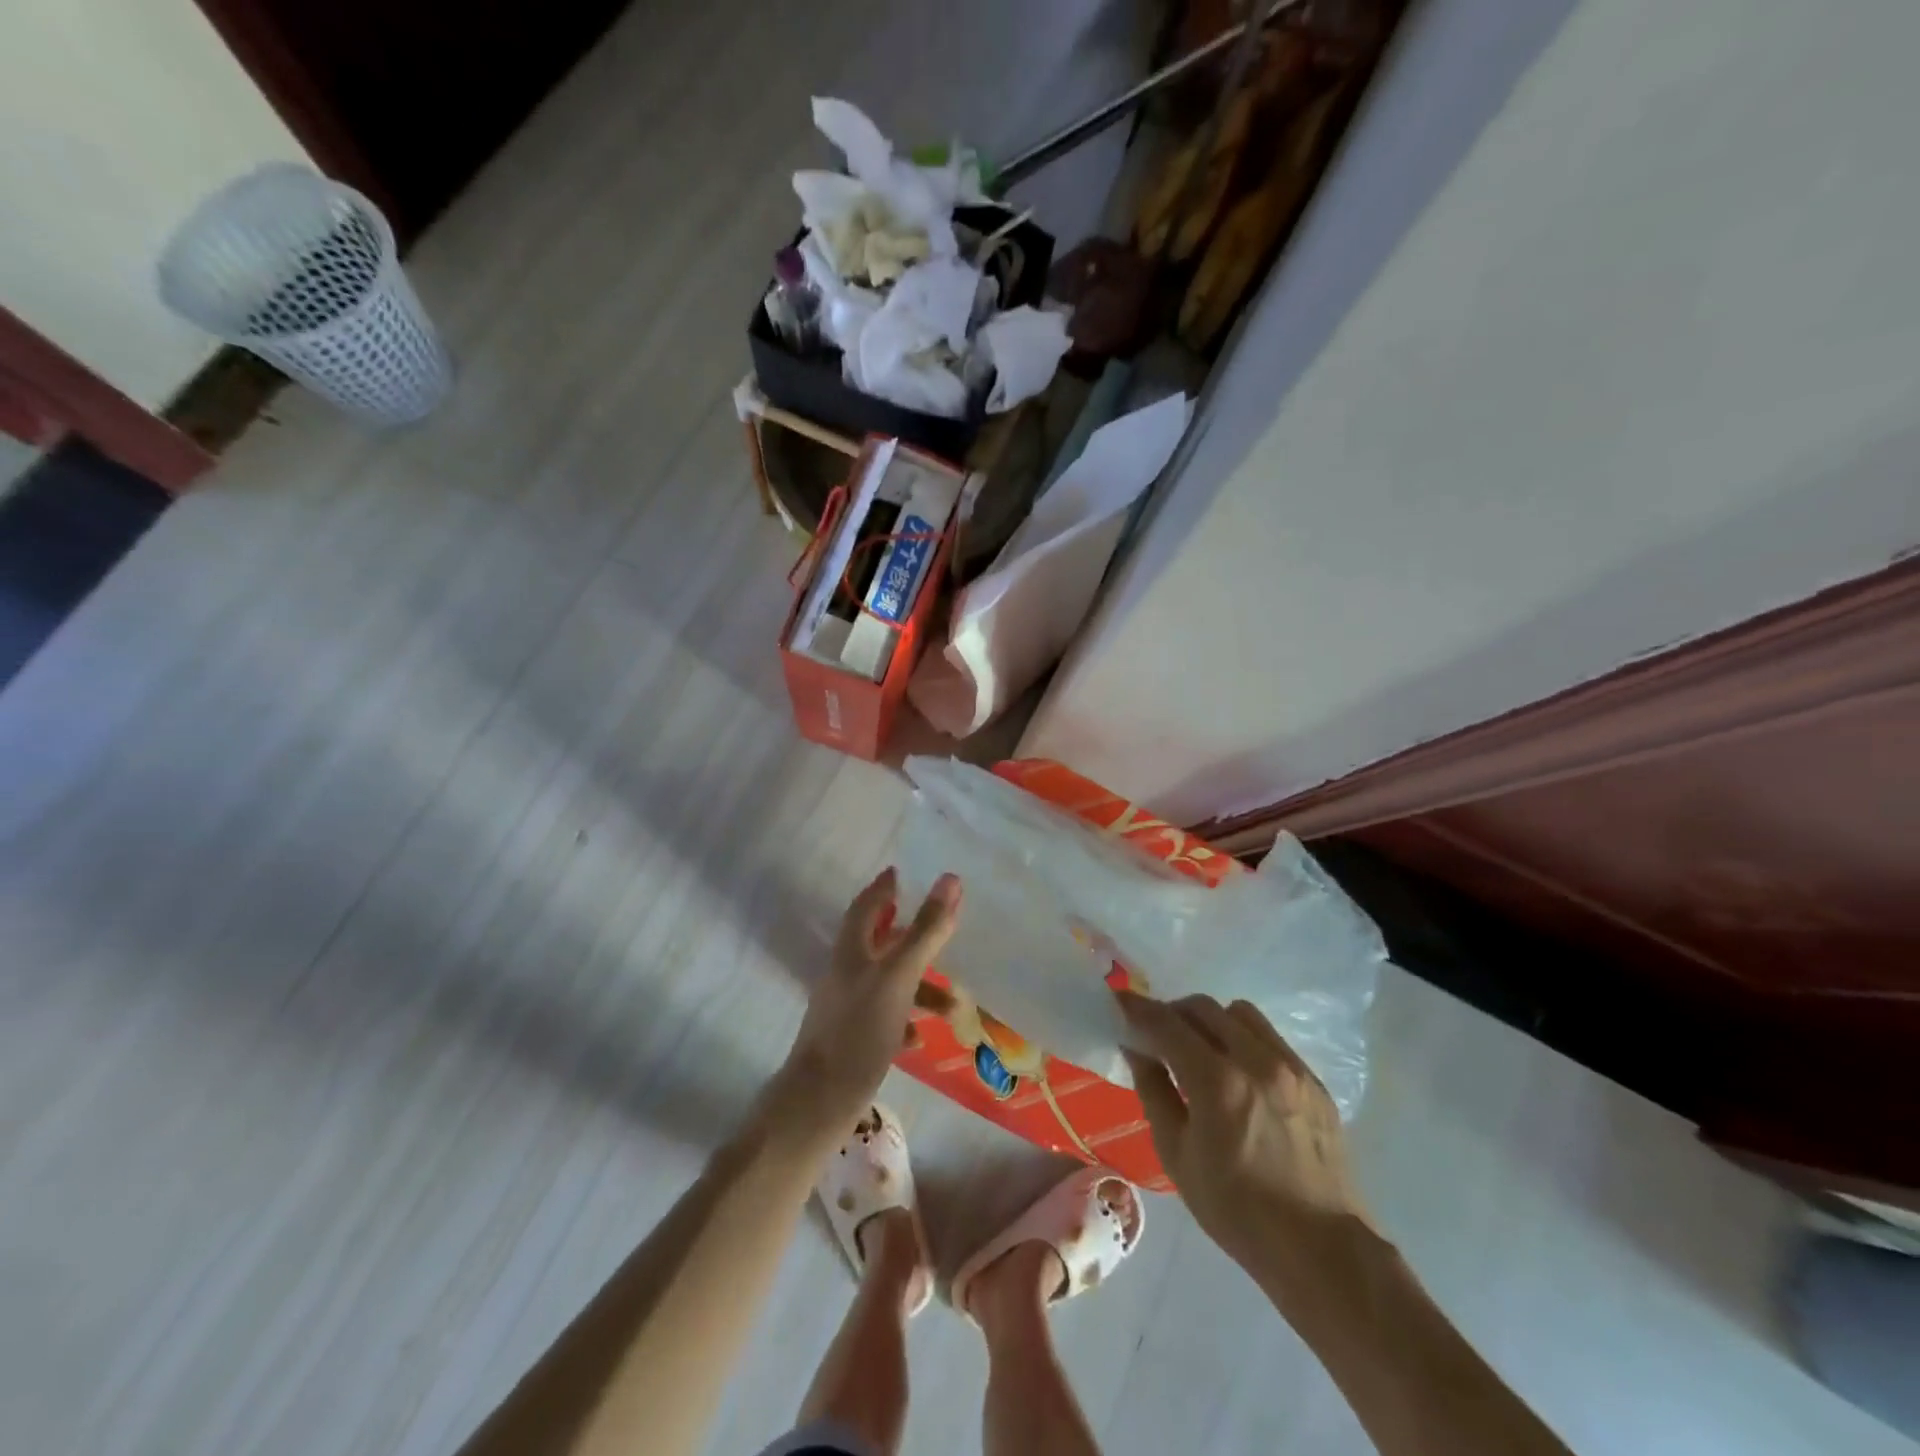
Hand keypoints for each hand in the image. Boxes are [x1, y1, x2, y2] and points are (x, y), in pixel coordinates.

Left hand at [776, 868, 961, 1134]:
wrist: (819, 1102)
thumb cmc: (860, 1030)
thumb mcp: (899, 976)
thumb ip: (925, 931)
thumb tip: (951, 879)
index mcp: (851, 951)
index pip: (866, 907)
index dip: (883, 888)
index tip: (899, 873)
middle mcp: (846, 973)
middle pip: (879, 943)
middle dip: (911, 936)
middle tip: (940, 927)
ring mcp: (847, 1007)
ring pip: (889, 983)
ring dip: (920, 988)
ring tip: (954, 1005)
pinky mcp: (851, 1039)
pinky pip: (885, 1018)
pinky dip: (906, 1020)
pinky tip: (921, 1038)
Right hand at [1118, 991, 1369, 1280]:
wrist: (1321, 1250)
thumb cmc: (1236, 1210)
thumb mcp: (1177, 1155)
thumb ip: (1154, 1091)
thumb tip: (1138, 1050)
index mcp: (1218, 1082)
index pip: (1167, 1024)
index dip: (1138, 1009)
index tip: (1120, 1003)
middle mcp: (1256, 1061)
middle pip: (1204, 1008)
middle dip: (1174, 1013)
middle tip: (1159, 1035)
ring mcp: (1291, 1068)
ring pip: (1240, 1014)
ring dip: (1212, 1021)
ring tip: (1203, 1050)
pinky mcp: (1314, 1081)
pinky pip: (1271, 1039)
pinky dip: (1245, 1041)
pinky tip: (1240, 1074)